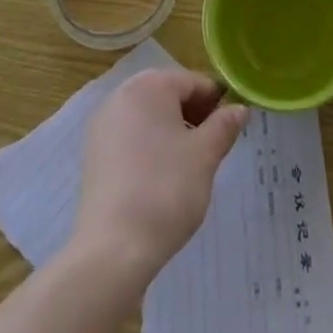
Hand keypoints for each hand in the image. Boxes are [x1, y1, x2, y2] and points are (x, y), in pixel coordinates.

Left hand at [73, 68, 247, 280]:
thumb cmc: (166, 190)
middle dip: (193, 116)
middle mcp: (121, 95)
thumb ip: (224, 125)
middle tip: (212, 147)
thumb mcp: (205, 155)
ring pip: (148, 116)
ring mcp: (103, 125)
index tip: (230, 128)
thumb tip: (239, 109)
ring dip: (172, 131)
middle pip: (168, 95)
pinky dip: (149, 147)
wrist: (113, 250)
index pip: (193, 82)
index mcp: (150, 85)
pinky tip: (160, 178)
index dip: (216, 102)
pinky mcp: (93, 154)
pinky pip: (130, 137)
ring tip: (189, 165)